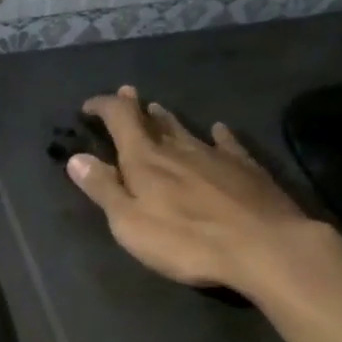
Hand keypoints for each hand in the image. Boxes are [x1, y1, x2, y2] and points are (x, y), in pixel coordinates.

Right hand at [66, 85, 319, 295]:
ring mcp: (215, 155)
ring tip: (158, 109)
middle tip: (128, 94)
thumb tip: (77, 158)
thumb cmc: (186, 240)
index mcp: (145, 158)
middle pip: (153, 120)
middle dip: (136, 107)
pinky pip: (228, 143)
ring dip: (168, 119)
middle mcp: (178, 147)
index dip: (103, 106)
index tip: (89, 106)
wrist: (264, 246)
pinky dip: (219, 134)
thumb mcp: (130, 223)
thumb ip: (104, 189)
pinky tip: (220, 129)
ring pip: (186, 129)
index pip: (119, 118)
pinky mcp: (247, 168)